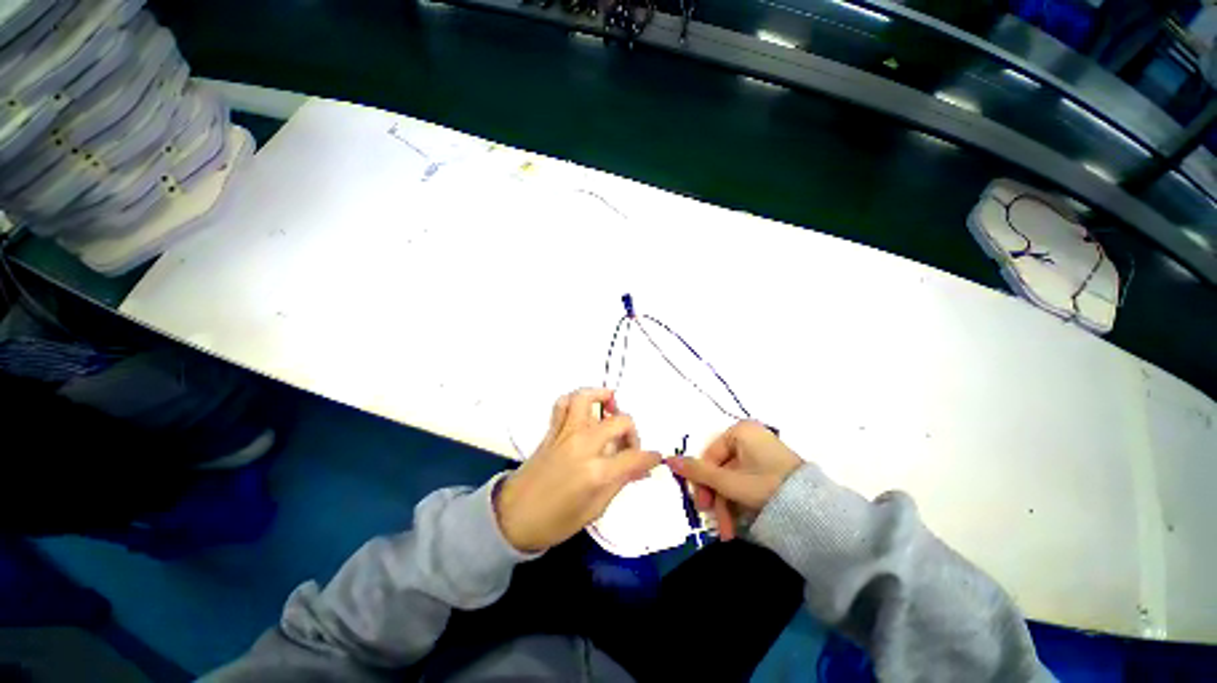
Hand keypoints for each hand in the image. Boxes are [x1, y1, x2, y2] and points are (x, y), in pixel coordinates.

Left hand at [495, 388, 661, 552]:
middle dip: (632, 431)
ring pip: (586, 399)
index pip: (634, 457)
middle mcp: (583, 445)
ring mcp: (565, 433)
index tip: (655, 458)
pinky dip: (576, 400)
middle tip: (629, 446)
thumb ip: (621, 482)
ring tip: (611, 406)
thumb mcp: (595, 509)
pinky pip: (563, 404)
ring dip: (602, 397)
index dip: (650, 457)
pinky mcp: (552, 430)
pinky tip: (585, 411)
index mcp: (596, 471)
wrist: (514, 517)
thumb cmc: (556, 521)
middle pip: (619, 422)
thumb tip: (643, 469)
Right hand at [666, 421, 801, 540]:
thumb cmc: (766, 486)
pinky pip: (746, 483)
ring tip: (728, 532)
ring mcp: (761, 454)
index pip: (709, 454)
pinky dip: (740, 503)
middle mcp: (750, 437)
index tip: (702, 505)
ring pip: (733, 479)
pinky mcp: (771, 469)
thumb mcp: (729, 482)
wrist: (816, 510)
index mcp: (740, 431)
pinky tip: (739, 523)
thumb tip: (668, 459)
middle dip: (717, 499)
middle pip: (720, 469)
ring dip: (727, 506)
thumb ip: (698, 471)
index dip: (702, 480)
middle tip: (715, 522)